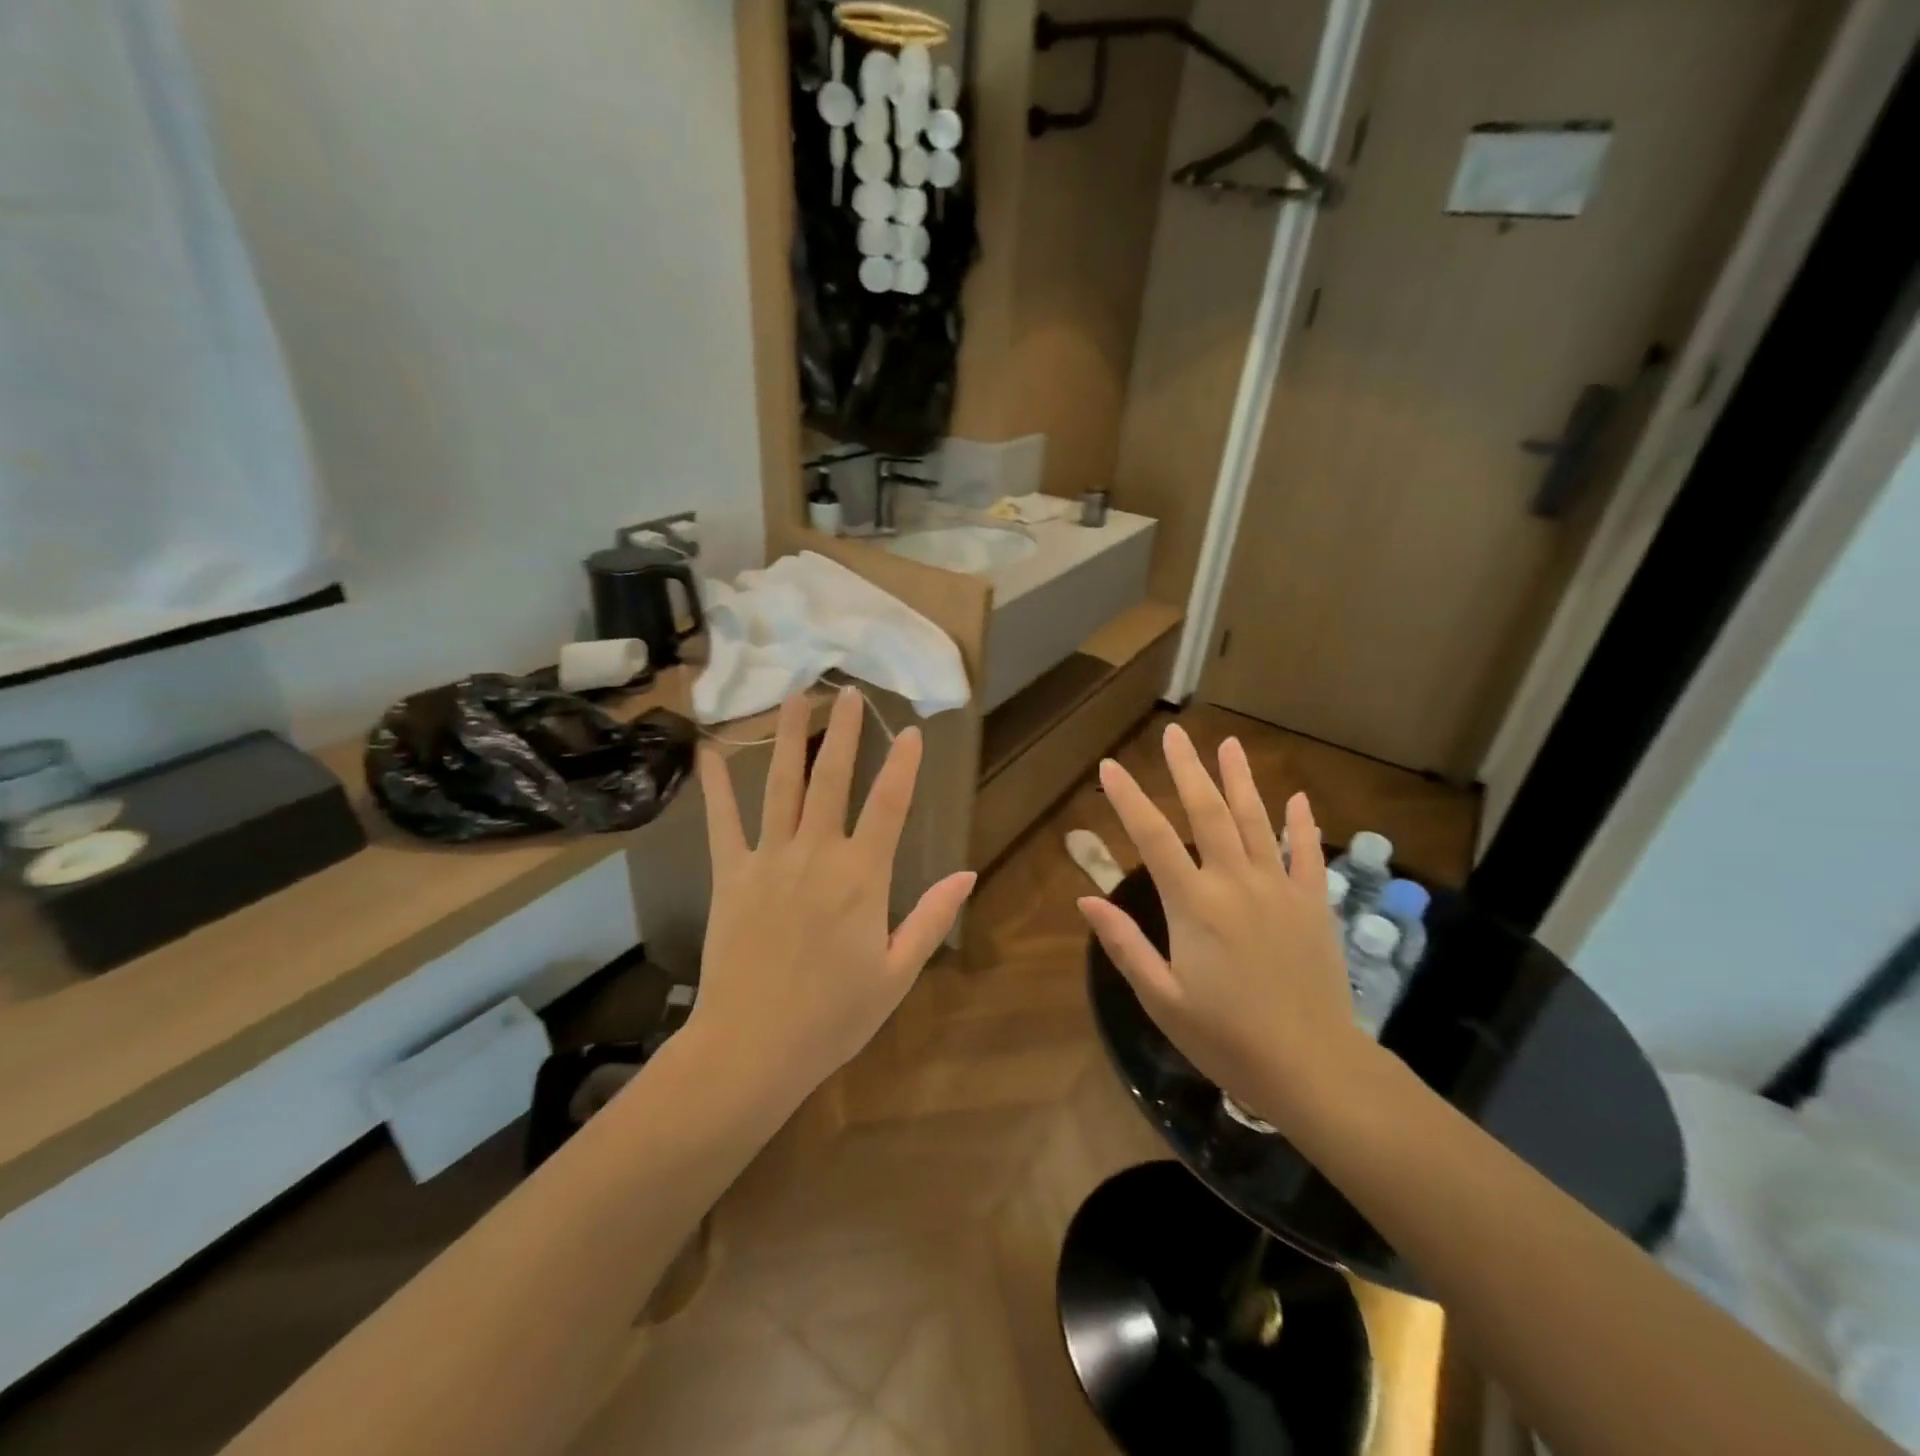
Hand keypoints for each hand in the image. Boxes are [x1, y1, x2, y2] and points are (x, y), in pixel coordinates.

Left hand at [690, 687, 975, 1106]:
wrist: (752, 1049)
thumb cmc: (833, 1017)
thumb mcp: (898, 974)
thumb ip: (932, 918)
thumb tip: (967, 873)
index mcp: (862, 877)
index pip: (889, 805)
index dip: (902, 764)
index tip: (910, 730)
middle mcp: (816, 855)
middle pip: (832, 780)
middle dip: (843, 732)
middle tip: (848, 691)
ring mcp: (768, 861)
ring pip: (781, 786)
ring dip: (789, 738)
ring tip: (795, 697)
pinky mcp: (731, 876)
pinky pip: (723, 823)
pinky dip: (718, 786)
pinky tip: (711, 751)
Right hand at [1076, 723, 1370, 1128]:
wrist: (1313, 1068)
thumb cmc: (1227, 1038)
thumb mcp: (1161, 999)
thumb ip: (1124, 945)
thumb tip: (1086, 899)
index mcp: (1194, 905)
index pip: (1153, 838)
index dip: (1129, 798)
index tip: (1110, 766)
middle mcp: (1236, 883)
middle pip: (1209, 813)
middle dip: (1187, 770)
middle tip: (1174, 734)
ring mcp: (1280, 889)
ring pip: (1257, 821)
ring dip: (1241, 780)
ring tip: (1229, 745)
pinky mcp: (1313, 905)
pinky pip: (1307, 854)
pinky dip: (1303, 825)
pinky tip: (1298, 799)